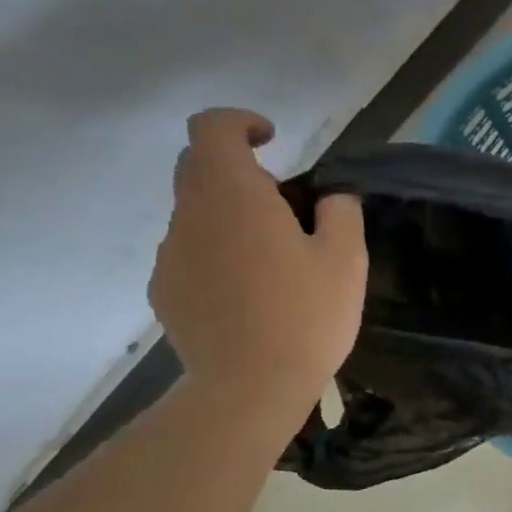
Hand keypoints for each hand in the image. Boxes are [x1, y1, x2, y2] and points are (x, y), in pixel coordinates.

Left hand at [150, 109, 366, 417]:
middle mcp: (190, 215)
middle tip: (282, 206)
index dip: (240, 122)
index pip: (212, 127)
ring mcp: (171, 255)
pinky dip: (216, 256)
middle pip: (197, 166)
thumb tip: (329, 198)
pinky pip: (190, 254)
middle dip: (237, 170)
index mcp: (233, 194)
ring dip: (228, 218)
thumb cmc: (304, 317)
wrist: (249, 389)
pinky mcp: (165, 292)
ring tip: (271, 262)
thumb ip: (340, 213)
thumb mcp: (346, 260)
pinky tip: (247, 295)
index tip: (272, 142)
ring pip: (194, 214)